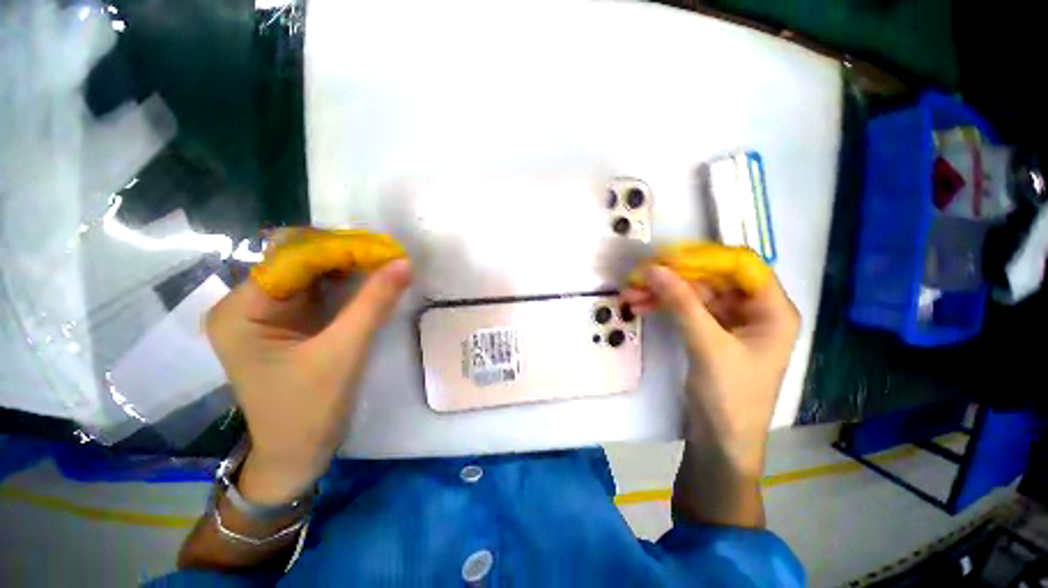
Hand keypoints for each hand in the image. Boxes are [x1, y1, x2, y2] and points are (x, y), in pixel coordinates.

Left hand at [205, 259, 411, 503]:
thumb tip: (403, 262)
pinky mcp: (290, 322)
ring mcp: (269, 313)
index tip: (384, 250)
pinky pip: (320, 290)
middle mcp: (249, 304)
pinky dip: (347, 282)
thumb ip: (374, 303)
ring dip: (349, 266)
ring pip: (312, 273)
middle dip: (345, 255)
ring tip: (386, 265)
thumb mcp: (344, 352)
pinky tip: (372, 282)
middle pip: (299, 260)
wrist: (297, 454)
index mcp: (242, 310)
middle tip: (389, 257)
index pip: (292, 259)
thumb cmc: (309, 409)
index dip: (340, 249)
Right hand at [622, 265, 798, 474]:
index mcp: (772, 310)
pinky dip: (663, 306)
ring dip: (663, 292)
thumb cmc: (730, 396)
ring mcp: (730, 321)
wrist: (720, 440)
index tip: (667, 258)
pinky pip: (685, 309)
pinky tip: (640, 305)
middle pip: (713, 278)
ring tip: (631, 293)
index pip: (741, 265)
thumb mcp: (707, 346)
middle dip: (675, 277)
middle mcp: (754, 310)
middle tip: (641, 275)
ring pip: (694, 293)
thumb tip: (654, 269)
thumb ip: (681, 303)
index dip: (705, 257)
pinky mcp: (710, 331)